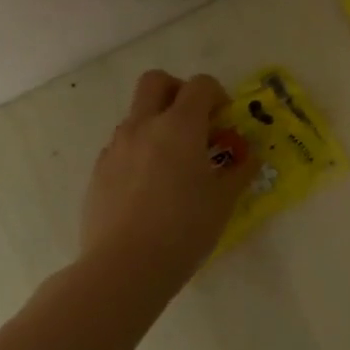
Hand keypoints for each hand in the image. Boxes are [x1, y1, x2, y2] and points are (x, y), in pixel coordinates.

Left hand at [80, 70, 248, 290]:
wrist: (124, 267)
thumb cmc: (184, 229)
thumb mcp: (224, 200)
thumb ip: (240, 171)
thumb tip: (249, 157)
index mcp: (180, 127)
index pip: (200, 86)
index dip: (217, 95)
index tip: (225, 121)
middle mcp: (144, 127)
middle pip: (156, 82)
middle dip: (179, 91)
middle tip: (196, 121)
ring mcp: (116, 148)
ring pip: (137, 114)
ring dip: (158, 123)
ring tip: (176, 162)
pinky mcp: (99, 171)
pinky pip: (123, 145)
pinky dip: (141, 150)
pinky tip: (152, 187)